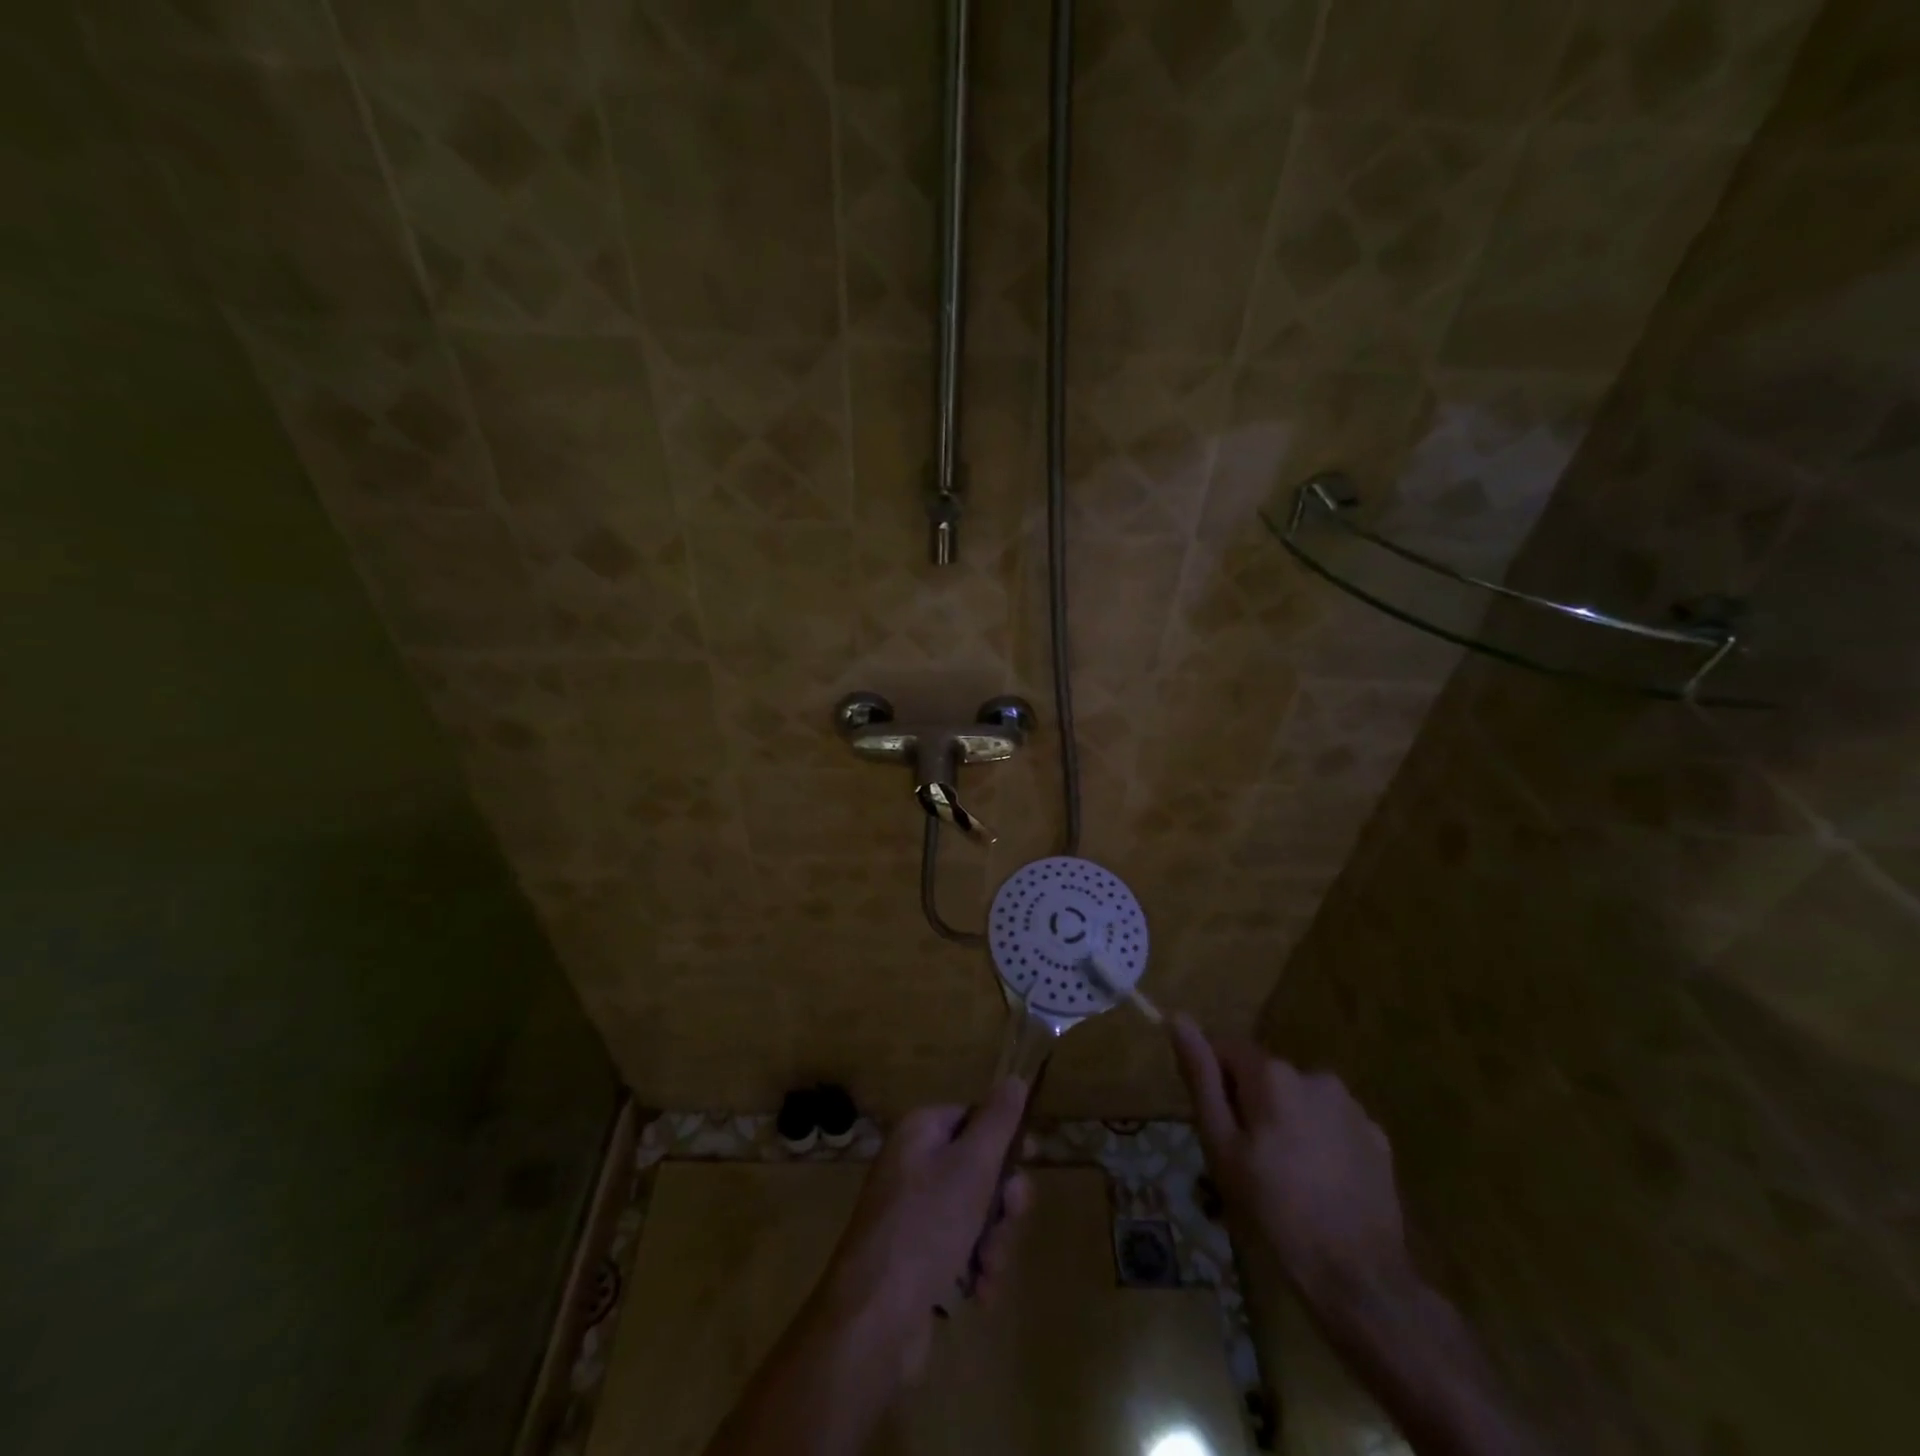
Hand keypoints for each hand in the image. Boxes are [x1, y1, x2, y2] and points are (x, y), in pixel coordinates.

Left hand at [817, 1078, 1031, 1379]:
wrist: (874, 1318)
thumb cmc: (926, 1226)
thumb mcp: (972, 1166)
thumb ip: (998, 1121)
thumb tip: (1015, 1079)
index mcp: (920, 1132)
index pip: (973, 1117)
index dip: (1005, 1139)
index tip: (1031, 1160)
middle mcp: (913, 1165)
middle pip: (979, 1169)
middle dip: (1002, 1204)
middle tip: (1007, 1223)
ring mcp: (913, 1213)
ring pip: (975, 1214)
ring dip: (993, 1243)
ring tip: (988, 1271)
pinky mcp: (916, 1257)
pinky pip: (960, 1249)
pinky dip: (975, 1270)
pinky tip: (979, 1294)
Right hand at [1171, 1015, 1409, 1304]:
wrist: (1359, 1280)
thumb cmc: (1274, 1210)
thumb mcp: (1221, 1145)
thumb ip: (1201, 1077)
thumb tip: (1178, 1018)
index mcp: (1273, 1074)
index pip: (1226, 1050)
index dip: (1214, 1084)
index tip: (1216, 1128)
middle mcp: (1314, 1075)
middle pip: (1264, 1077)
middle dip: (1250, 1107)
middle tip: (1245, 1162)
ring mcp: (1352, 1107)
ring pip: (1299, 1101)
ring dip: (1285, 1123)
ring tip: (1284, 1179)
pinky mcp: (1377, 1138)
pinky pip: (1332, 1125)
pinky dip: (1319, 1143)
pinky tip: (1319, 1186)